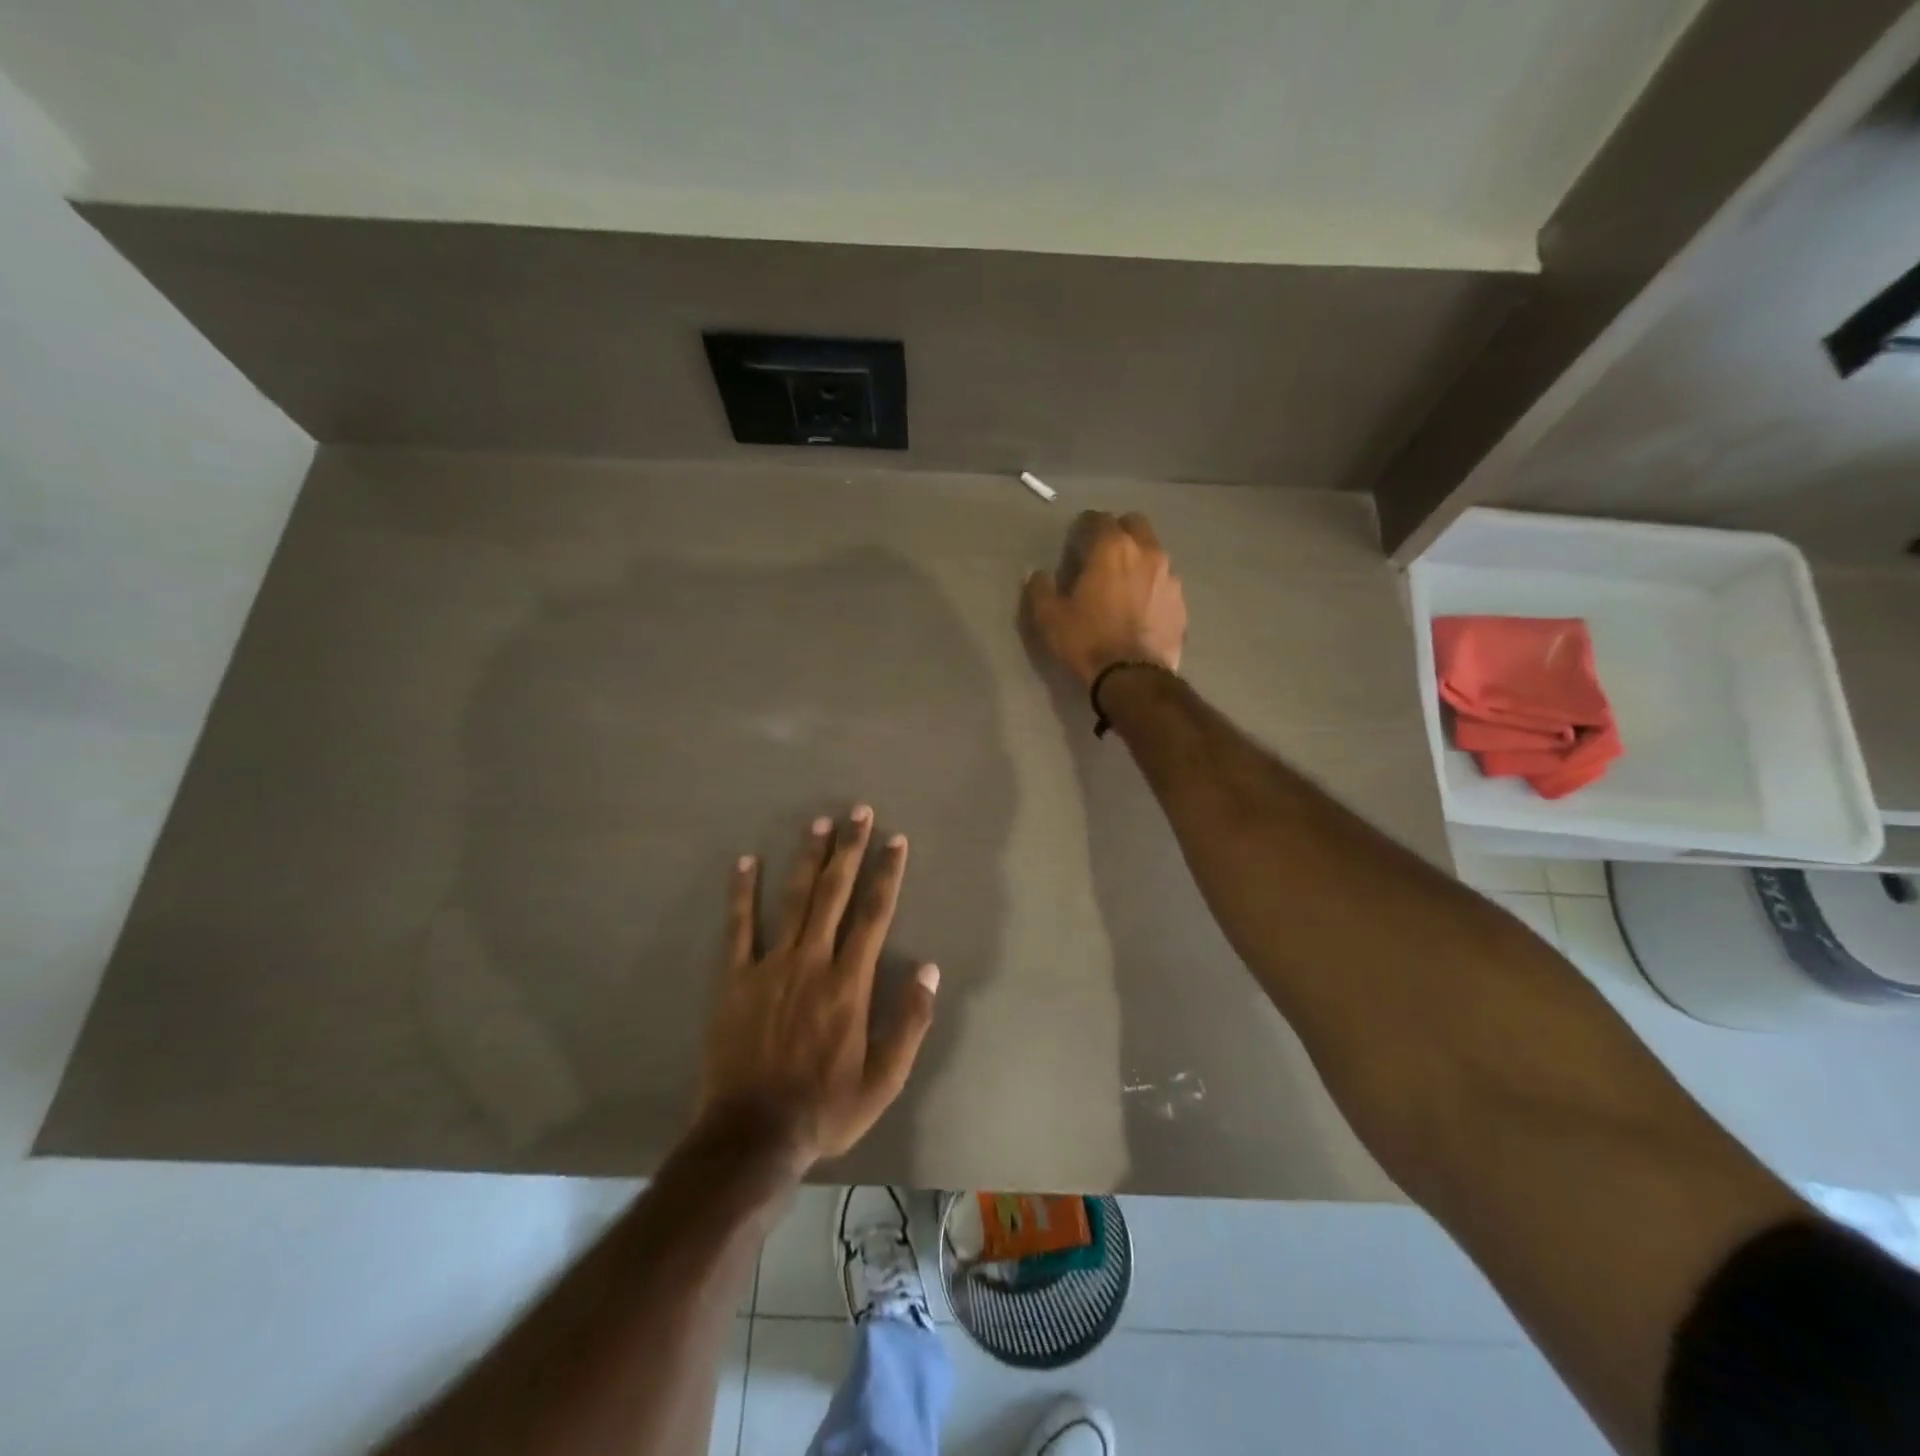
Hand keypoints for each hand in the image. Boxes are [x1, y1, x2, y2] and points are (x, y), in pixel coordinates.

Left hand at [697, 806, 938, 1174]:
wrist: (752, 1136)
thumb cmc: (825, 1108)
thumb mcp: (884, 1080)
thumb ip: (910, 1022)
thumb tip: (930, 969)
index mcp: (850, 983)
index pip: (875, 914)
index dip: (887, 874)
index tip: (895, 841)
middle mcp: (812, 961)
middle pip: (834, 894)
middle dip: (849, 850)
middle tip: (857, 812)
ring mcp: (770, 966)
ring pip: (793, 900)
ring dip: (807, 859)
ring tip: (818, 824)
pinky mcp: (734, 979)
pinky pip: (738, 928)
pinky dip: (742, 893)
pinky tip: (744, 862)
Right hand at [1024, 510, 1186, 685]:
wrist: (1133, 677)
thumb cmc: (1087, 641)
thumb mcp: (1050, 618)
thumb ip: (1041, 589)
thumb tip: (1038, 574)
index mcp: (1112, 548)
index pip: (1099, 519)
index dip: (1085, 525)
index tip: (1077, 539)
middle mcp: (1147, 552)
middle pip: (1135, 524)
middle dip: (1118, 531)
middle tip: (1102, 553)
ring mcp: (1169, 576)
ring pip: (1154, 551)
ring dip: (1138, 558)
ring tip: (1123, 582)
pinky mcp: (1181, 601)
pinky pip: (1164, 581)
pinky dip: (1152, 585)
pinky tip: (1140, 606)